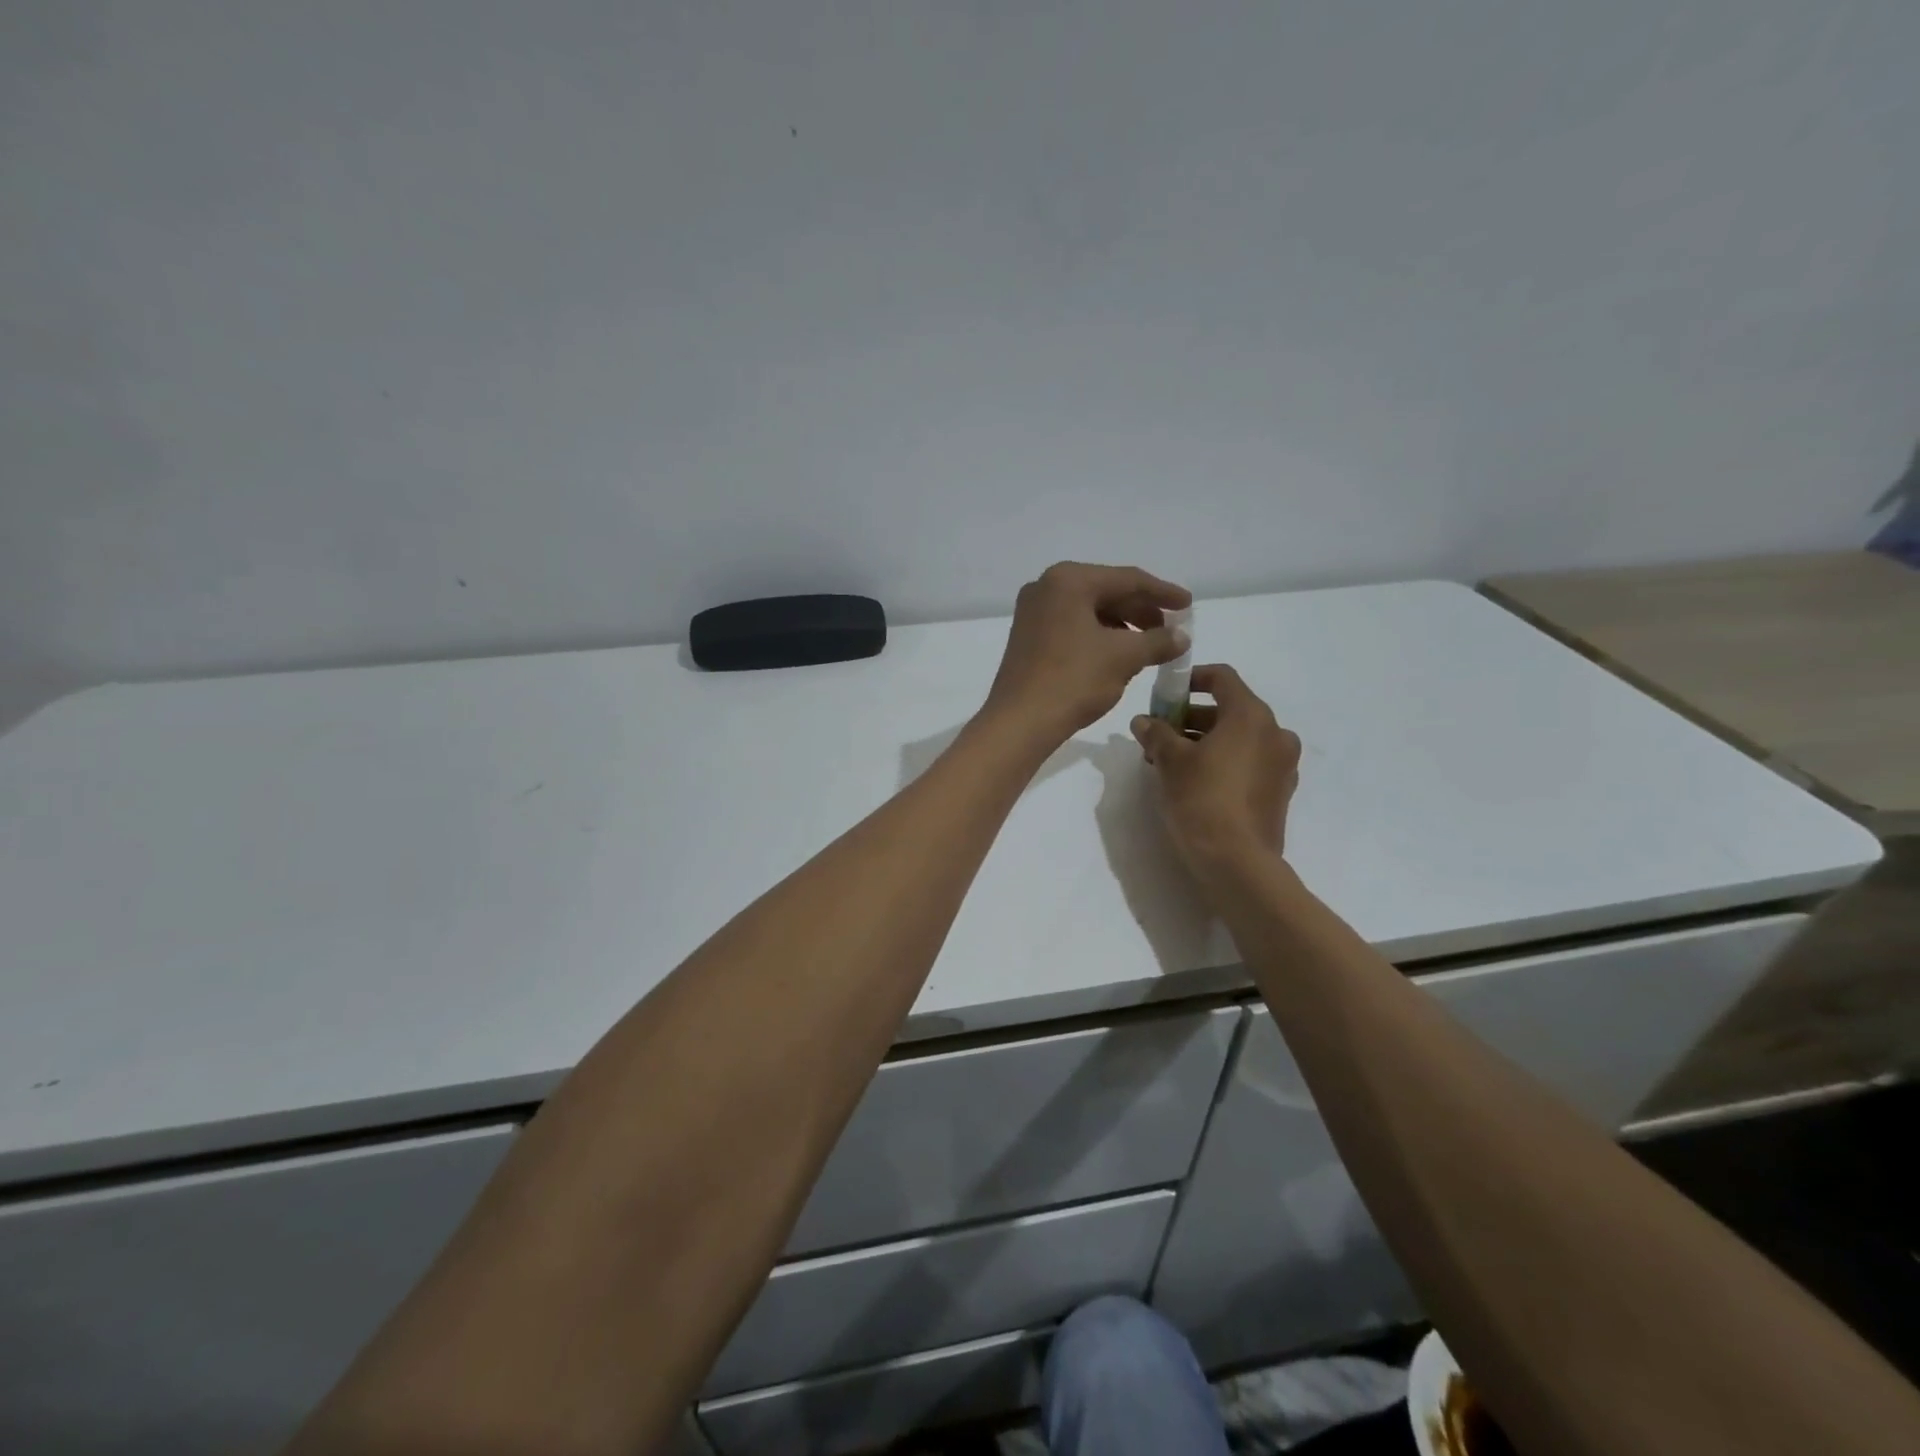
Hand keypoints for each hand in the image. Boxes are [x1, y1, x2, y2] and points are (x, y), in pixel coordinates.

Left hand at [983, 562, 1191, 743]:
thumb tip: (1181, 637)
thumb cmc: (1073, 680)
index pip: (1127, 579)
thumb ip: (1158, 641)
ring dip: (1122, 626)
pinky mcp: (1028, 636)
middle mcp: (1046, 587)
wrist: (1020, 721)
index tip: (1188, 606)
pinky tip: (1119, 655)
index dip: (1163, 593)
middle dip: (1142, 611)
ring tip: (1149, 646)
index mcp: (1068, 580)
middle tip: (1171, 630)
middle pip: (1106, 591)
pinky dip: (1099, 636)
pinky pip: (1073, 626)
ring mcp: (1033, 612)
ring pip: (1089, 610)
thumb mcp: (1124, 657)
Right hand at [1130, 664, 1300, 880]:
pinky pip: (1250, 762)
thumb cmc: (1202, 799)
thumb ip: (1156, 733)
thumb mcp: (1170, 761)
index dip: (1191, 679)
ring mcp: (1282, 764)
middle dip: (1193, 716)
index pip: (1222, 678)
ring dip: (1207, 740)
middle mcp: (1275, 733)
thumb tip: (1143, 722)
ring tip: (1172, 760)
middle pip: (1231, 709)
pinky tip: (1197, 781)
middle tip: (1162, 733)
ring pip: (1240, 738)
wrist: (1237, 862)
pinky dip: (1225, 761)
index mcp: (1251, 716)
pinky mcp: (1280, 791)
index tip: (1165, 695)